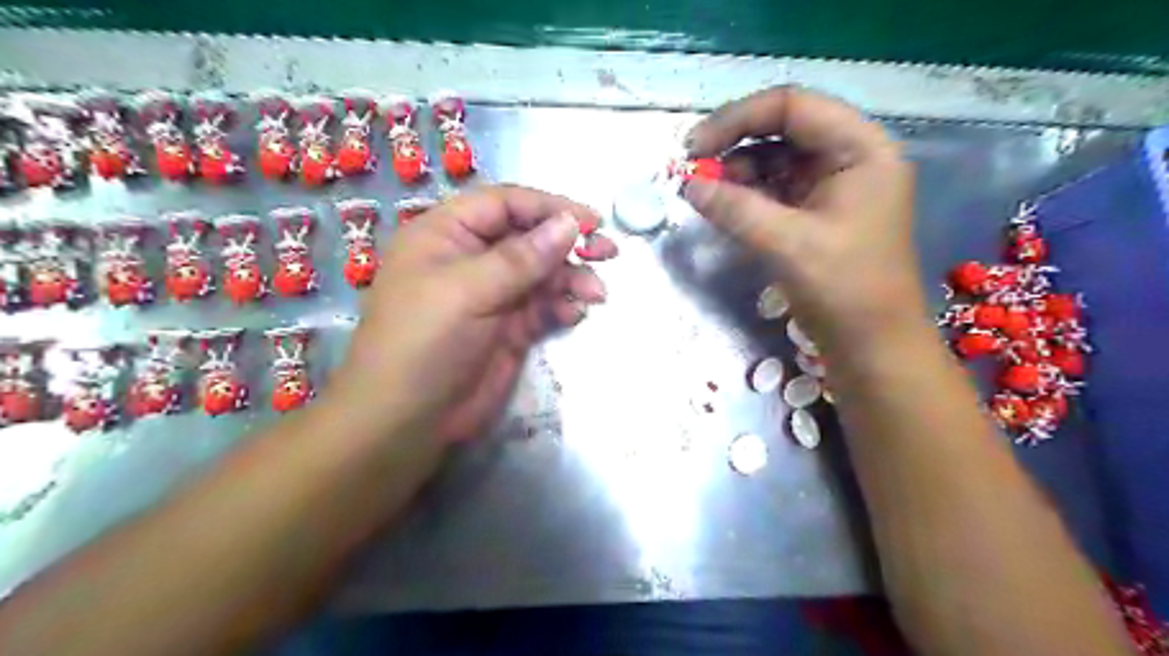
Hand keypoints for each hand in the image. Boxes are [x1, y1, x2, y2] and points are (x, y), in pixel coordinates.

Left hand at [327, 182, 614, 440]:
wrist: (408, 421)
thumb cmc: (424, 343)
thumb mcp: (468, 291)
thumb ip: (522, 258)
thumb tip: (570, 223)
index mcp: (446, 234)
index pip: (505, 204)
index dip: (549, 207)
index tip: (591, 221)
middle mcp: (470, 259)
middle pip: (529, 237)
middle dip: (568, 244)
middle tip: (608, 252)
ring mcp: (492, 296)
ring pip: (541, 274)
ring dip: (571, 279)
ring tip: (596, 293)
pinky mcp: (508, 328)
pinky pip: (543, 307)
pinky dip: (562, 307)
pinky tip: (576, 314)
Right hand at [687, 88, 921, 354]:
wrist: (873, 345)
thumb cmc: (845, 290)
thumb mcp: (787, 244)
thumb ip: (735, 209)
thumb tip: (688, 185)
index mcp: (860, 148)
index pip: (792, 106)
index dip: (738, 119)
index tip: (694, 148)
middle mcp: (849, 156)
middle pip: (783, 129)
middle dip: (735, 146)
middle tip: (694, 171)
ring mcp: (834, 185)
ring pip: (776, 159)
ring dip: (738, 172)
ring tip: (707, 194)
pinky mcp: (818, 211)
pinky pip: (777, 188)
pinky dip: (748, 195)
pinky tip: (725, 207)